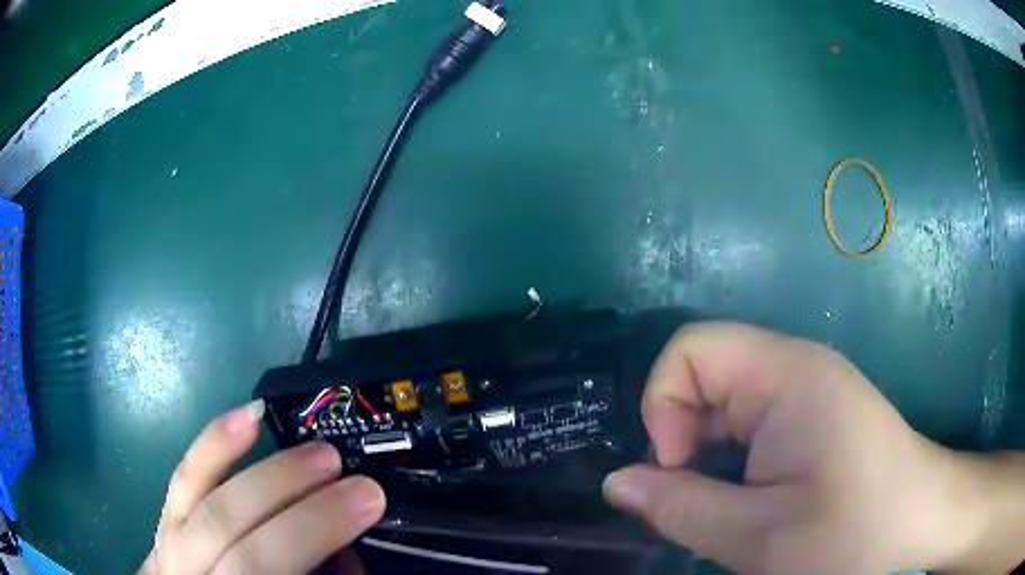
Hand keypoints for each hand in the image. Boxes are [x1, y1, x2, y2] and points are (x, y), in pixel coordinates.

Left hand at [140, 400, 385, 574]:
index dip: (312, 531)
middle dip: (292, 497)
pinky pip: (183, 476)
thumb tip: (350, 542)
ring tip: (317, 453)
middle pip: (231, 527)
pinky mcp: (165, 515)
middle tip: (347, 473)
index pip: (260, 564)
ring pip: (206, 497)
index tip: (367, 501)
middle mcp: (188, 569)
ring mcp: (170, 540)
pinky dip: (215, 444)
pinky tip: (246, 416)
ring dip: (265, 472)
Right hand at [603, 323, 985, 573]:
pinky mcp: (815, 413)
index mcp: (786, 375)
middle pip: (705, 375)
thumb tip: (616, 483)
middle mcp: (795, 367)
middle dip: (684, 438)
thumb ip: (681, 508)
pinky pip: (751, 423)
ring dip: (709, 456)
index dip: (663, 406)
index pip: (690, 348)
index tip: (678, 469)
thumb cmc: (853, 533)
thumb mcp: (758, 537)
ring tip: (730, 508)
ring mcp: (808, 389)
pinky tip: (753, 499)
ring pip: (726, 405)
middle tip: (703, 501)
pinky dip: (733, 461)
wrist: (921, 522)